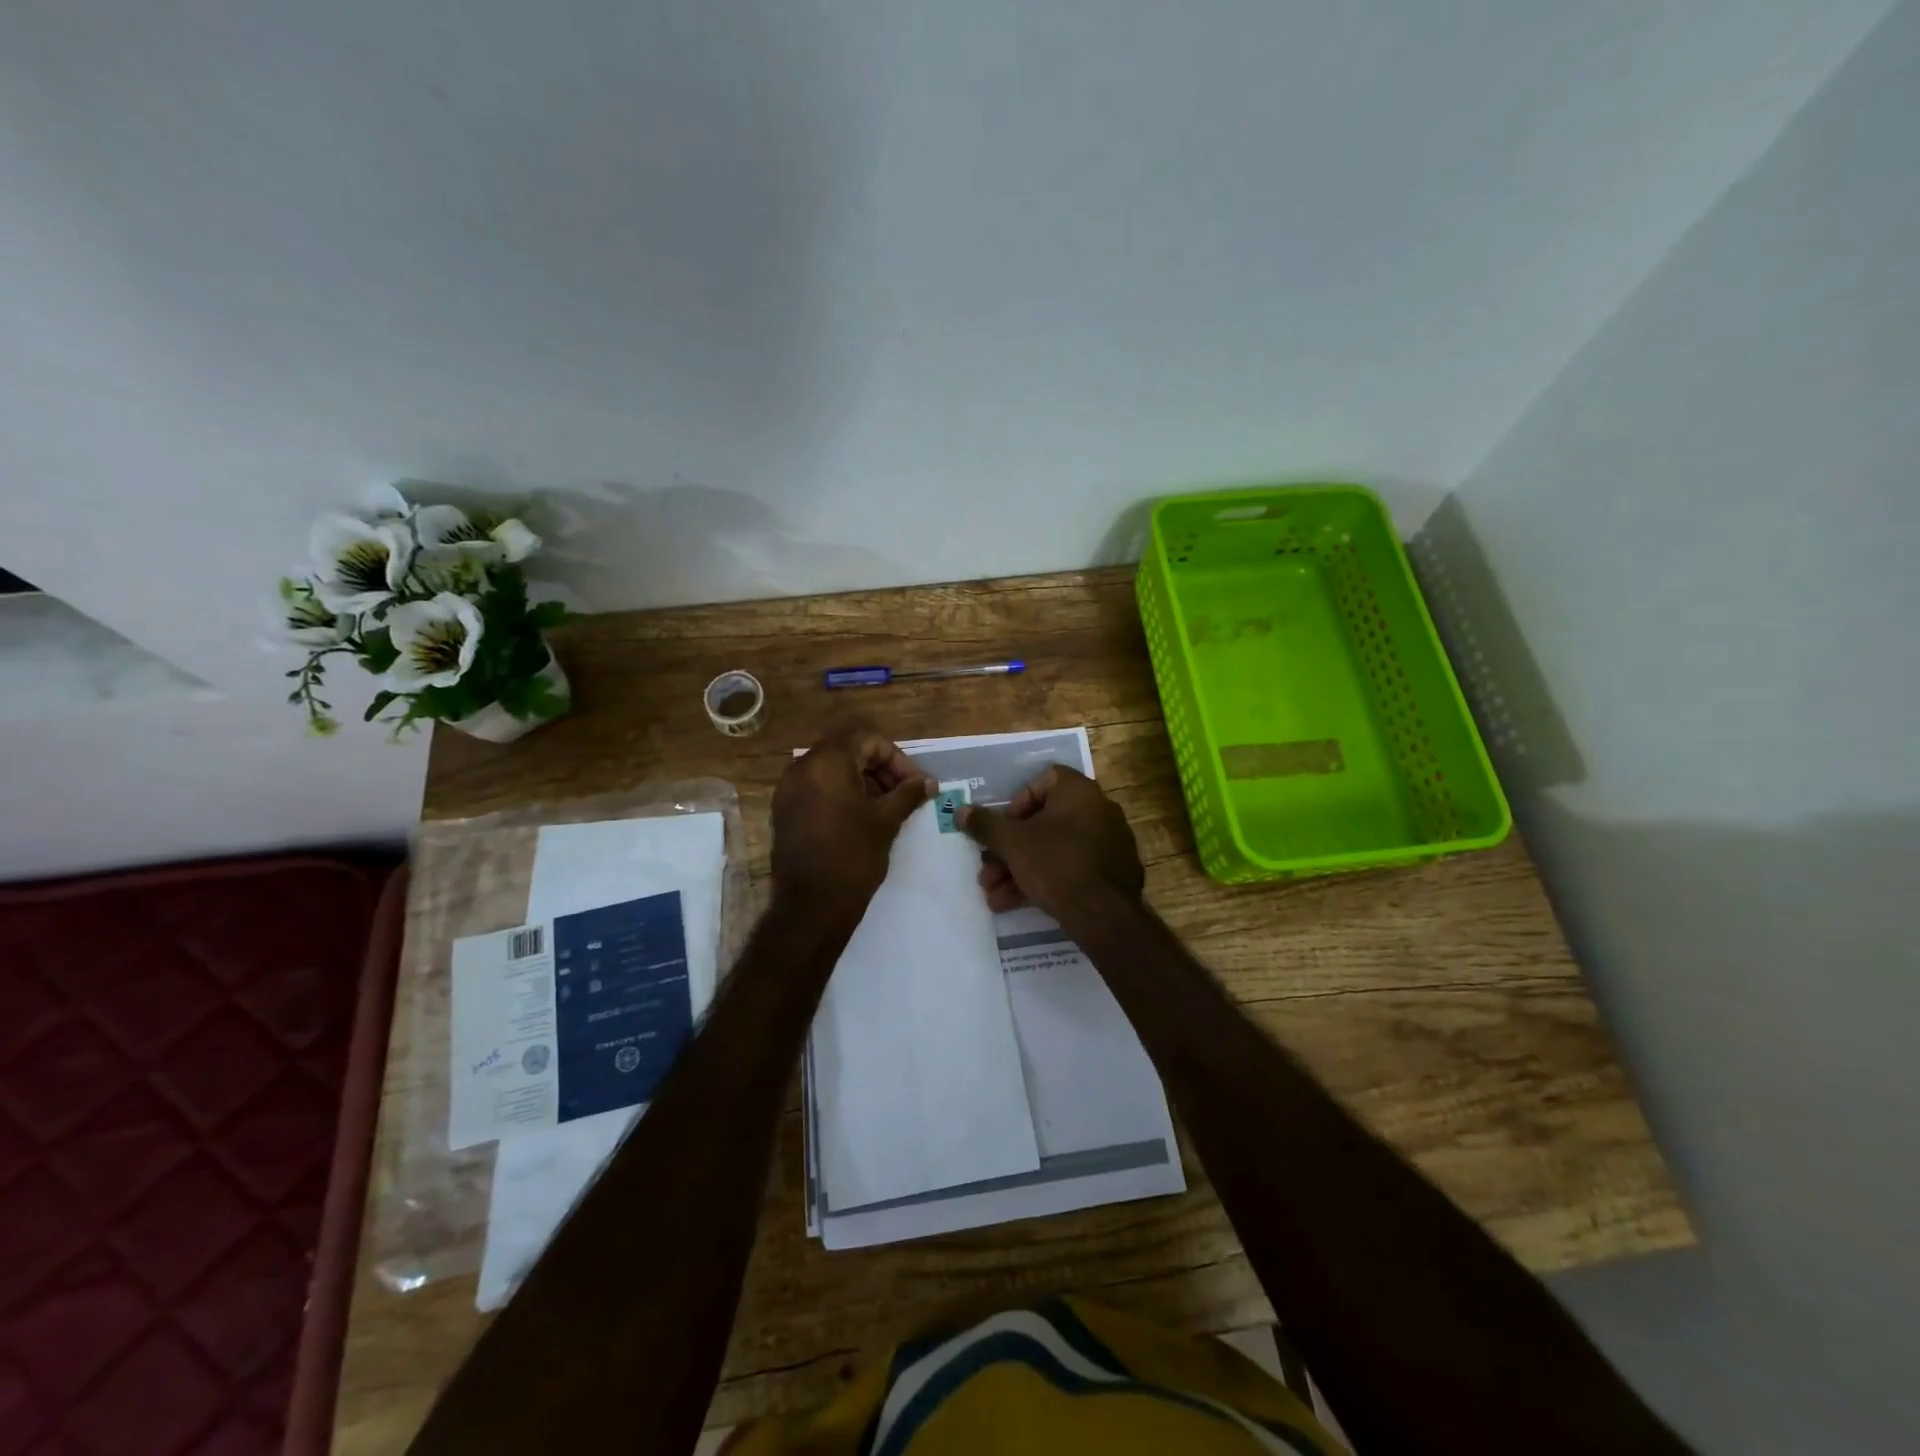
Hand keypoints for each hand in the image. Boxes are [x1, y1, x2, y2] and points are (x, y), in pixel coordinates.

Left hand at [772, 721, 933, 910]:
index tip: (916, 784)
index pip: (868, 739)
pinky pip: (817, 788)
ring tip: (887, 807)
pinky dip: (841, 794)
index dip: (897, 758)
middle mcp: (802, 767)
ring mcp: (789, 789)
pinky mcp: (785, 811)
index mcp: (827, 761)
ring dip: (862, 780)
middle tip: (904, 793)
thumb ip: (908, 794)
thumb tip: (929, 782)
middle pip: (848, 750)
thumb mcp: (886, 821)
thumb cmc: (853, 857)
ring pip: (832, 769)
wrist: (810, 906)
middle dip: (880, 767)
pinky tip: (862, 818)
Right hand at [958, 765, 1144, 920]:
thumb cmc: (1055, 864)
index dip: (1017, 802)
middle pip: (1044, 823)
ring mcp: (1109, 843)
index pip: (1044, 780)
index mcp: (1079, 792)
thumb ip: (985, 825)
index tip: (1002, 828)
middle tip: (987, 872)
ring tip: (994, 896)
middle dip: (1010, 850)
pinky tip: (1017, 904)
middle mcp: (1099, 810)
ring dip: (1019, 870)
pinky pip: (1072, 868)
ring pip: (1054, 850)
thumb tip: (961, 811)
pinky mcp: (1112, 873)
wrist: (1104, 916)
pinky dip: (1045, 880)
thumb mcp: (1012, 844)